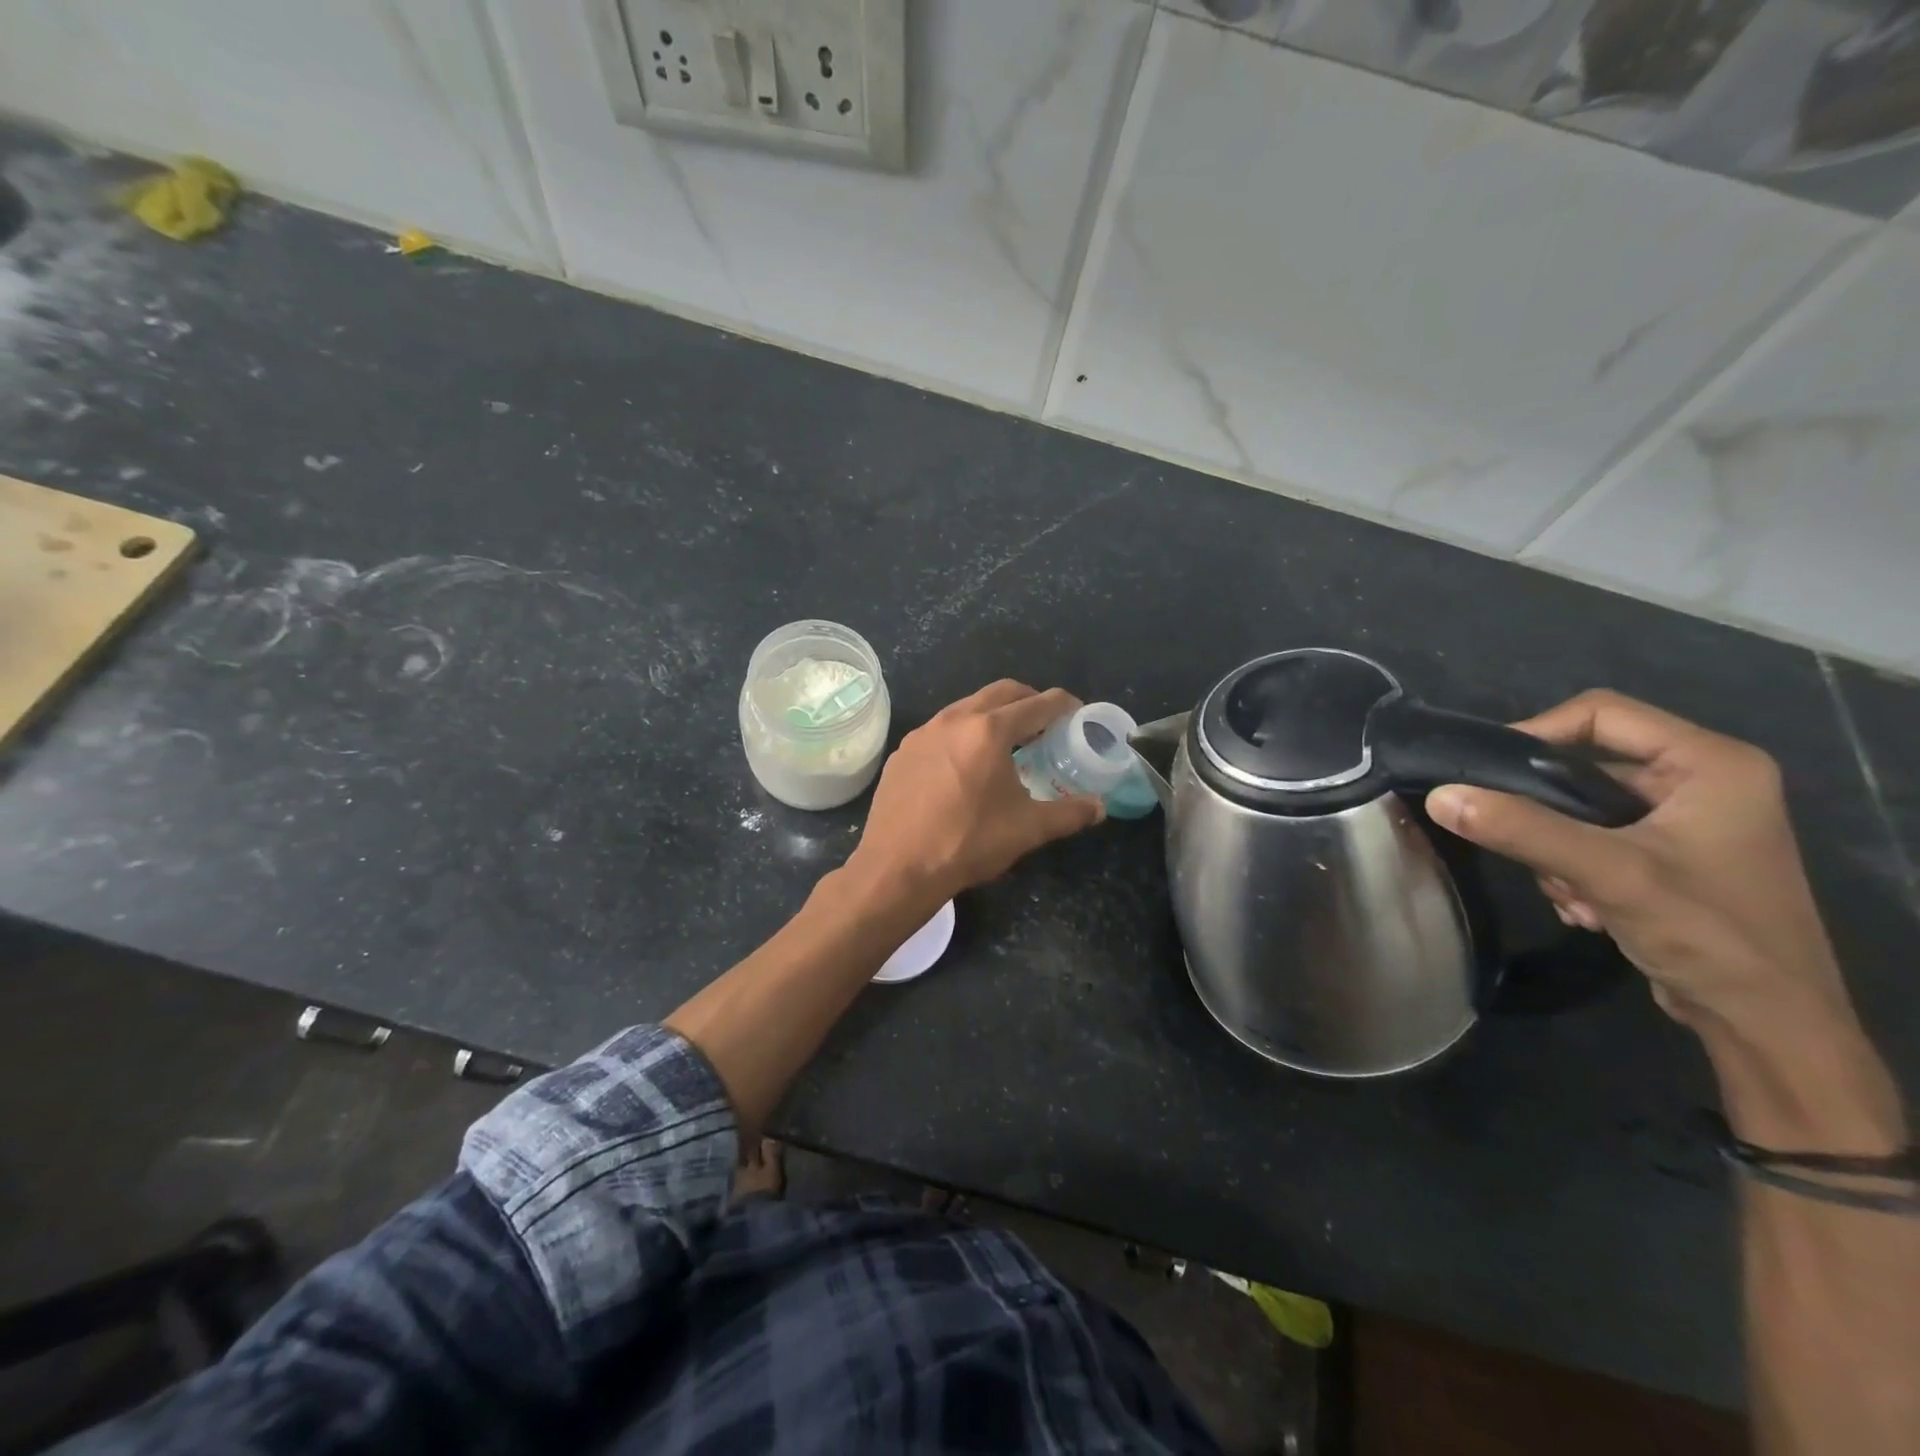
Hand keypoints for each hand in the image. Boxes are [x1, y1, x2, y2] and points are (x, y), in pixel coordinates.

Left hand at [848, 681, 1104, 905]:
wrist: (897, 868)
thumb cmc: (967, 843)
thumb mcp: (1027, 829)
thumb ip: (1069, 813)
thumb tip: (1100, 807)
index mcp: (989, 730)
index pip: (1038, 704)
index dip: (1064, 705)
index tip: (1077, 714)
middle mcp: (954, 719)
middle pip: (1002, 692)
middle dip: (1029, 701)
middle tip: (1046, 725)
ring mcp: (923, 733)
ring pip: (967, 707)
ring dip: (993, 715)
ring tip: (1008, 744)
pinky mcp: (902, 751)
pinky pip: (941, 729)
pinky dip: (963, 734)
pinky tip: (965, 766)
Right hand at [1423, 690, 1849, 1037]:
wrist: (1768, 1025)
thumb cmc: (1709, 934)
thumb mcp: (1608, 873)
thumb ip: (1521, 829)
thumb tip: (1438, 795)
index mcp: (1710, 762)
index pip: (1599, 713)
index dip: (1536, 733)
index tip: (1484, 774)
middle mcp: (1700, 779)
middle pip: (1584, 764)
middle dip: (1544, 812)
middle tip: (1526, 849)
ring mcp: (1685, 819)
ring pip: (1578, 805)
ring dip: (1555, 849)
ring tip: (1569, 893)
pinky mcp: (1668, 855)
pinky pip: (1591, 837)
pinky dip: (1572, 868)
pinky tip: (1583, 907)